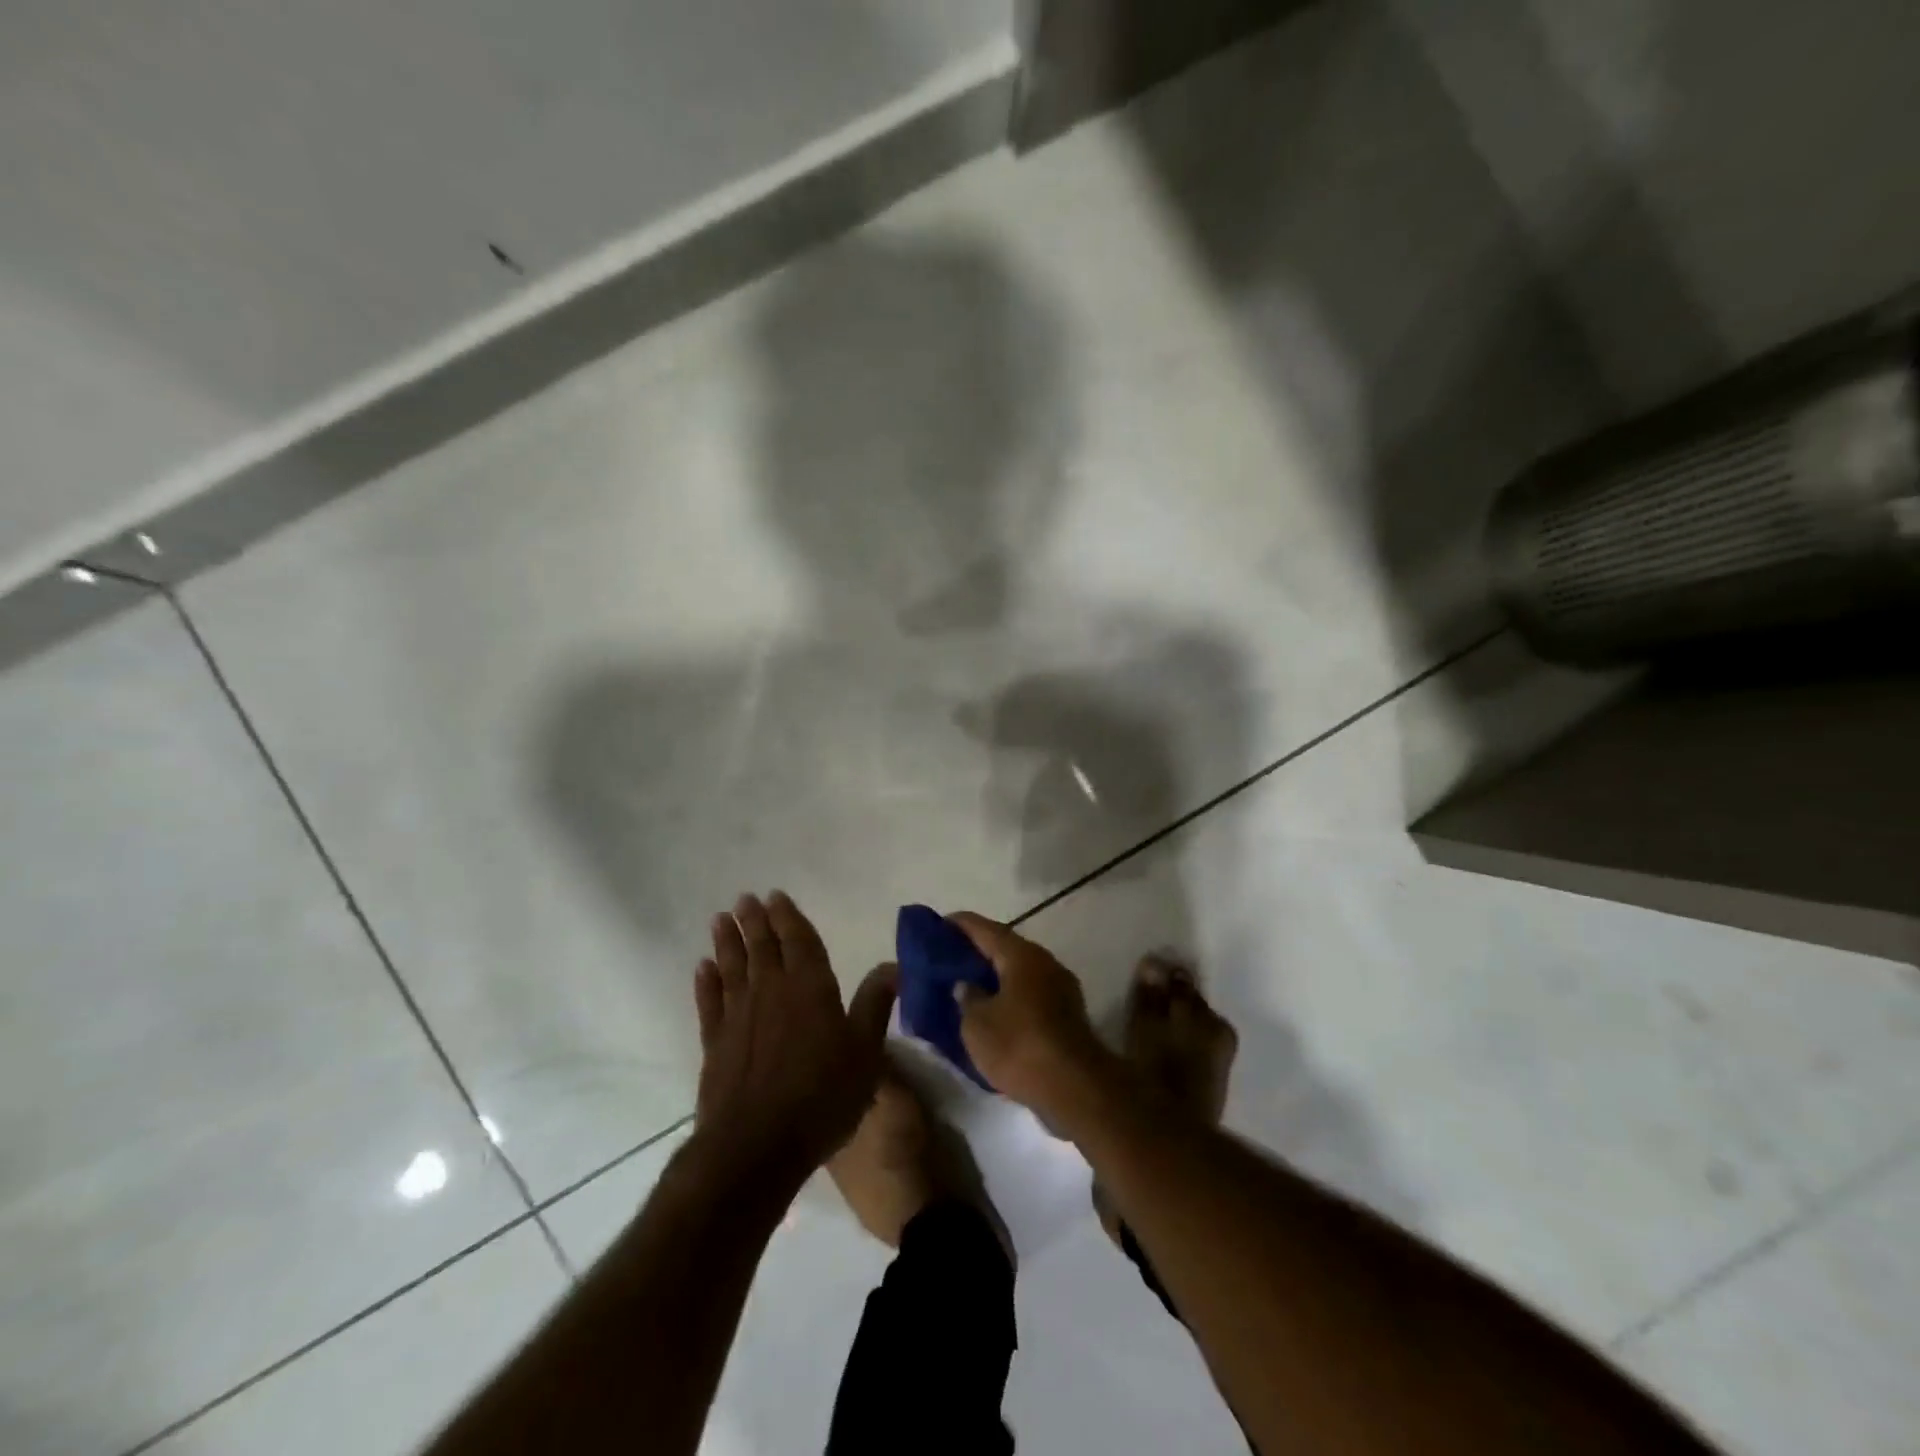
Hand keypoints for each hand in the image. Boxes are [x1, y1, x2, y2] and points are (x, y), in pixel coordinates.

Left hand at [694, 892, 897, 1180]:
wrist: (756, 1145)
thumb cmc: (822, 1096)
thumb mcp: (865, 1052)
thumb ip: (875, 1005)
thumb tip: (893, 965)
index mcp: (810, 988)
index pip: (799, 942)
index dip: (788, 917)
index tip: (775, 896)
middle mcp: (771, 991)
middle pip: (762, 947)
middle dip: (755, 921)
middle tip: (745, 899)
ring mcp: (739, 1016)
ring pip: (732, 968)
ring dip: (727, 942)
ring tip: (720, 919)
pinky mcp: (715, 1043)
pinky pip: (709, 1002)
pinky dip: (706, 982)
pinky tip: (702, 968)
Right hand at [949, 912, 1114, 1122]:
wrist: (1075, 1088)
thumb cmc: (1019, 1046)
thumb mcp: (977, 1024)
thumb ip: (967, 997)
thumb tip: (966, 984)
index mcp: (1022, 955)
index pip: (985, 929)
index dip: (961, 924)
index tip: (939, 924)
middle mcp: (1045, 962)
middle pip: (1006, 947)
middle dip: (978, 950)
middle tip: (950, 957)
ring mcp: (1061, 987)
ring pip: (1020, 971)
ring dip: (996, 974)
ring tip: (968, 983)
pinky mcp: (1068, 1014)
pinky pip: (1031, 993)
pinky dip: (1010, 994)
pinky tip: (994, 1009)